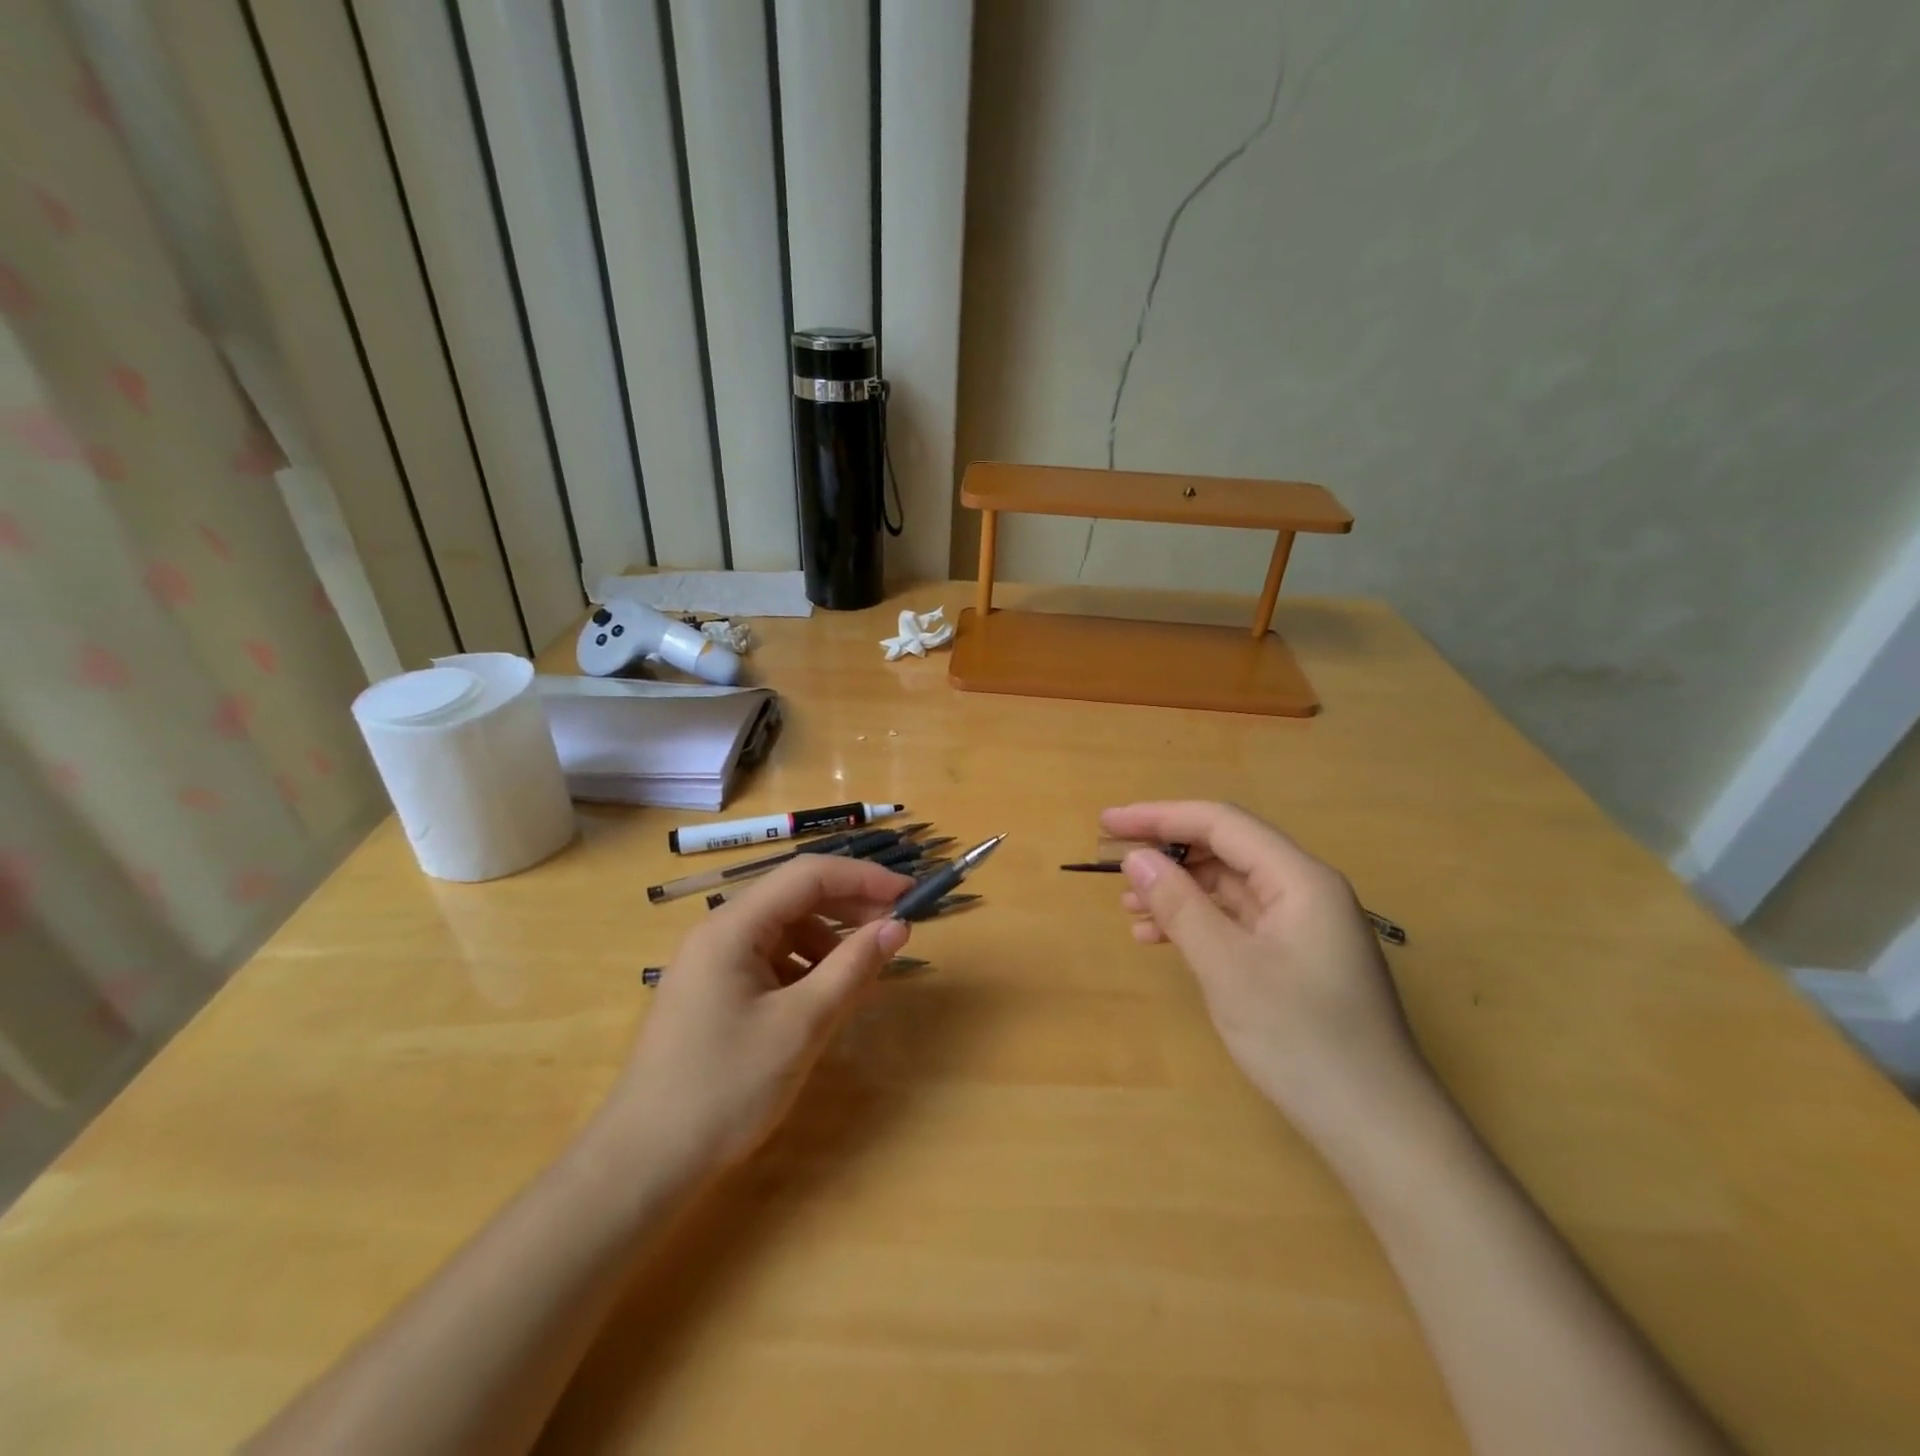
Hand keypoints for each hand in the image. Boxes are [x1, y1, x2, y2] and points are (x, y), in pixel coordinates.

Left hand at [604, 856, 912, 1175]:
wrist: (644, 1164)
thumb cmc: (725, 1088)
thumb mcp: (802, 1025)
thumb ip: (852, 968)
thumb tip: (898, 926)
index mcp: (733, 927)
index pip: (808, 875)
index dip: (864, 878)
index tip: (910, 896)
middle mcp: (719, 932)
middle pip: (795, 897)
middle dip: (850, 908)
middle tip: (897, 930)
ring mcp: (712, 962)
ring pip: (785, 930)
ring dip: (829, 942)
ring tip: (863, 976)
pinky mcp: (713, 992)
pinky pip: (770, 960)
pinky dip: (806, 969)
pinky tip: (826, 999)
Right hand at [1102, 801, 1431, 1153]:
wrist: (1378, 1129)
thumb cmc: (1303, 1041)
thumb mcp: (1228, 968)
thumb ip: (1179, 905)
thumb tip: (1137, 857)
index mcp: (1300, 879)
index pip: (1220, 823)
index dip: (1159, 816)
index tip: (1107, 821)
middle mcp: (1305, 890)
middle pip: (1225, 850)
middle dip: (1167, 852)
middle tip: (1111, 863)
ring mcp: (1303, 925)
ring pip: (1228, 887)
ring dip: (1177, 890)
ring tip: (1128, 907)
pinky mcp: (1296, 957)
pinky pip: (1237, 920)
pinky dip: (1197, 922)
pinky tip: (1160, 938)